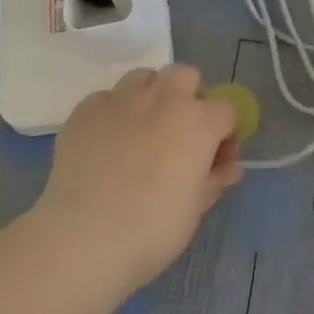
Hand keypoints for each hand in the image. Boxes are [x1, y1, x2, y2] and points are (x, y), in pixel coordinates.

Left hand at [31, 63, 242, 292]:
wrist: (84, 237)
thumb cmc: (153, 229)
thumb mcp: (195, 208)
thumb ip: (215, 179)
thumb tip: (229, 166)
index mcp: (198, 122)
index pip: (226, 109)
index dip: (225, 132)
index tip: (215, 157)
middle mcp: (162, 100)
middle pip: (185, 76)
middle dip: (189, 96)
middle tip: (180, 133)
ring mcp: (120, 100)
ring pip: (143, 77)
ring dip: (151, 95)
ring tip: (142, 129)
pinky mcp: (85, 110)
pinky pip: (106, 98)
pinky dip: (113, 113)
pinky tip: (106, 143)